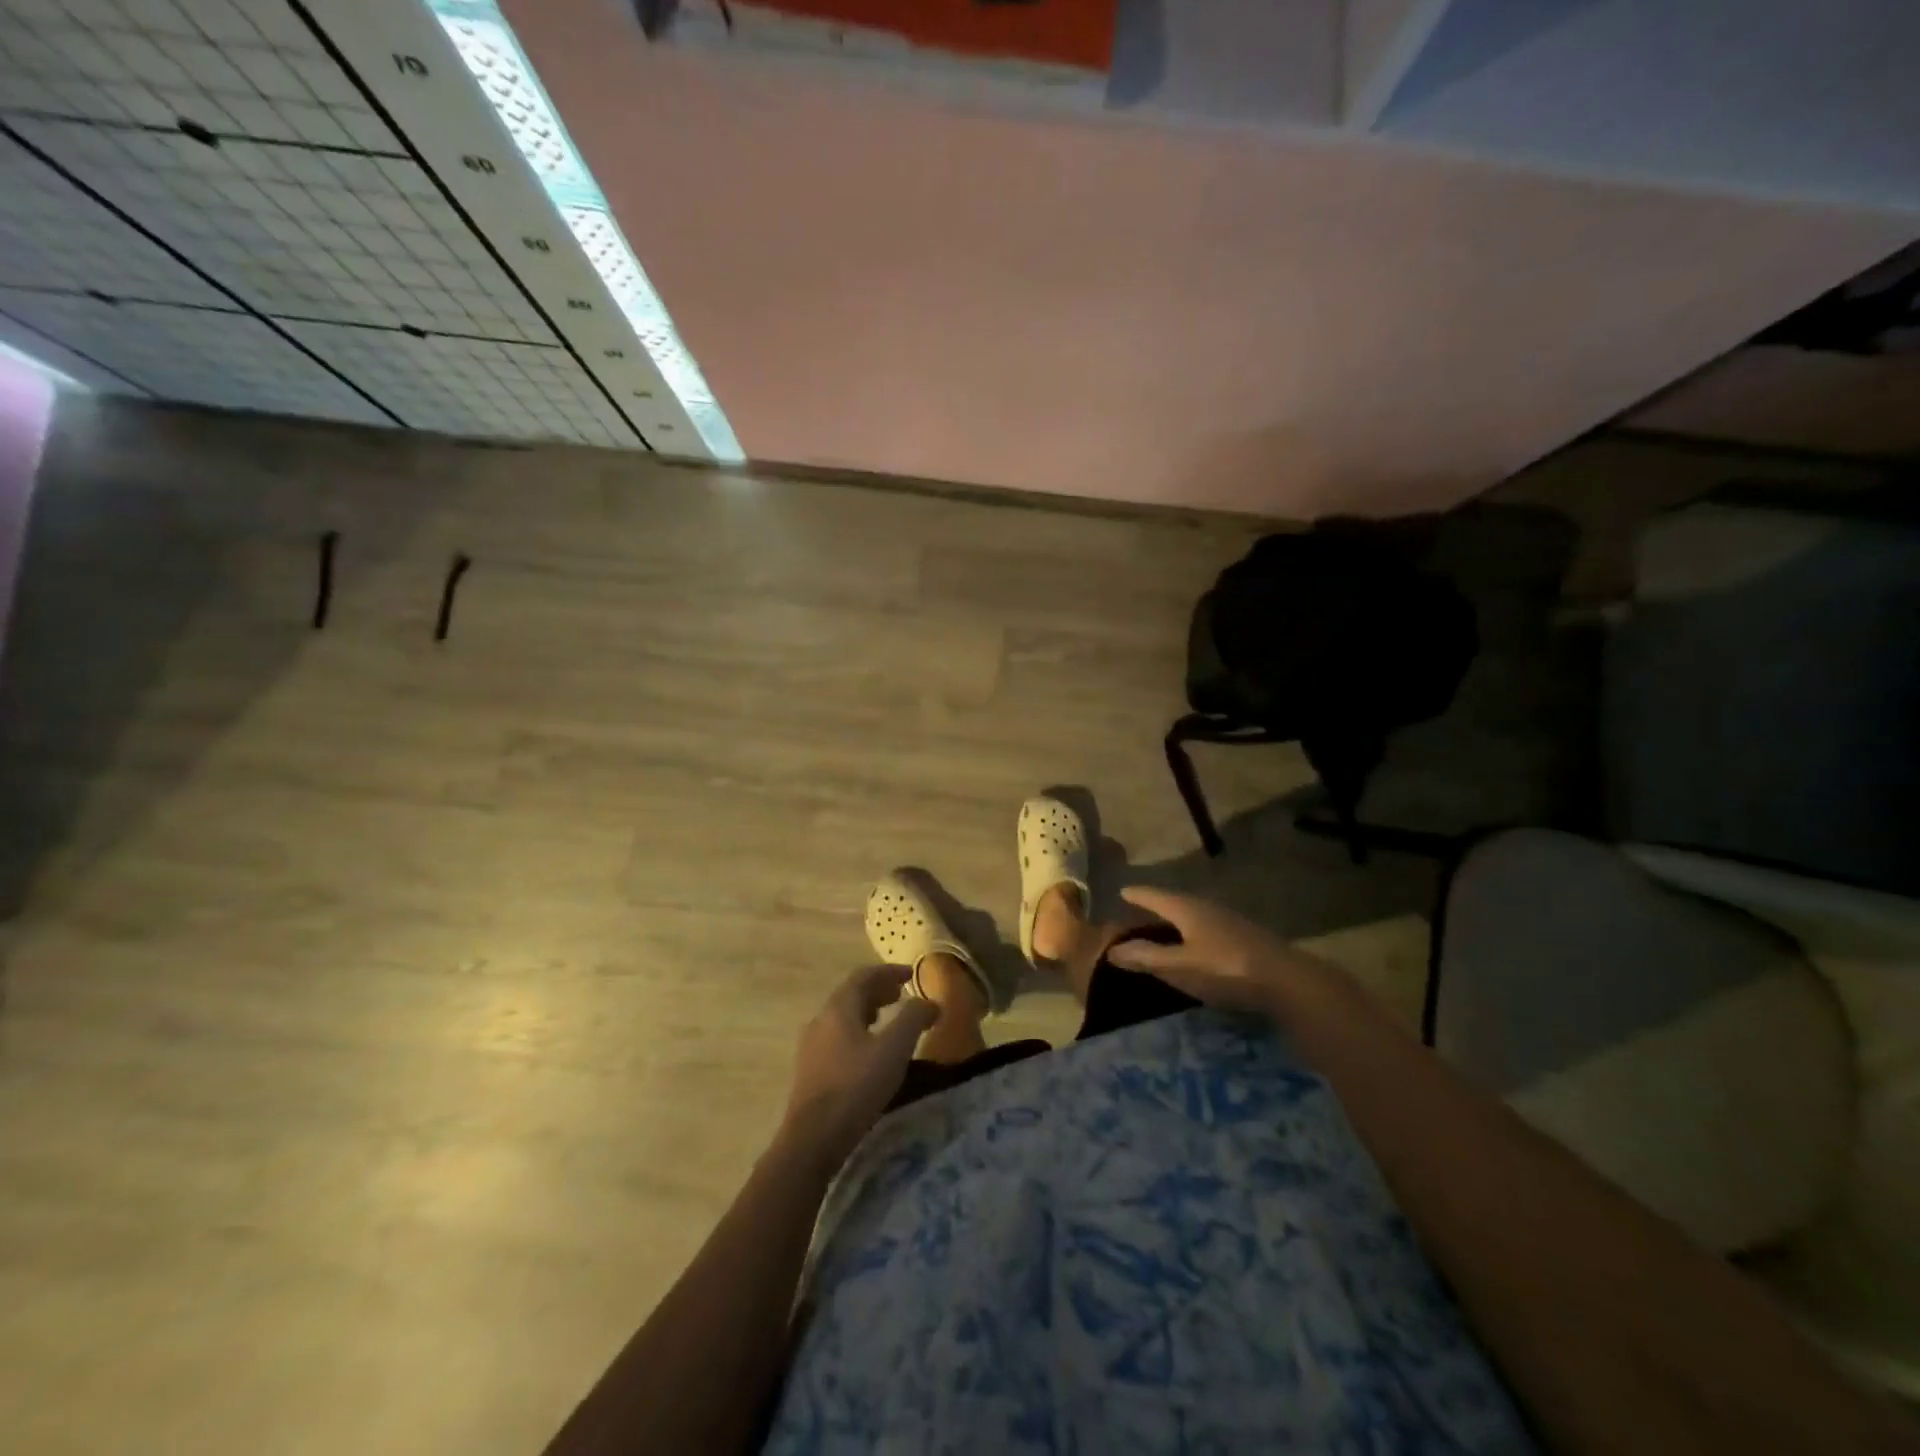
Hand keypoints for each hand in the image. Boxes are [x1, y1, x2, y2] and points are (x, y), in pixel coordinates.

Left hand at [779, 965, 938, 1170]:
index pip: (863, 976)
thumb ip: (913, 1019)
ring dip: (868, 1012)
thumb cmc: (856, 1087)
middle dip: (878, 991)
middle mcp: (820, 1021)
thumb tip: (930, 1001)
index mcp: (838, 1008)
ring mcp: (811, 1047)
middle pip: (851, 995)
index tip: (911, 973)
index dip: (889, 971)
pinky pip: (837, 1039)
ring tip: (888, 1021)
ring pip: (843, 1018)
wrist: (812, 1140)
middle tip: (901, 995)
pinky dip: (858, 1033)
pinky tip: (869, 1054)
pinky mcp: (810, 1072)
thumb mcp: (893, 1049)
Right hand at [1106, 885, 1327, 1017]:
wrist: (1287, 982)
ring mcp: (1230, 922)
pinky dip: (1193, 933)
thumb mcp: (1179, 966)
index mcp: (1187, 909)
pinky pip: (1208, 928)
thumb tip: (1111, 949)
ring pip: (1194, 915)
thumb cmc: (1225, 969)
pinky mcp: (1245, 938)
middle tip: (1139, 911)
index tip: (1122, 891)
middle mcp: (1207, 908)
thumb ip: (1146, 957)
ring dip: (1177, 920)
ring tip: (1164, 928)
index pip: (1154, 895)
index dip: (1137, 894)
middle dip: (1156, 905)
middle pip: (1175, 902)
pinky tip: (1196, 945)